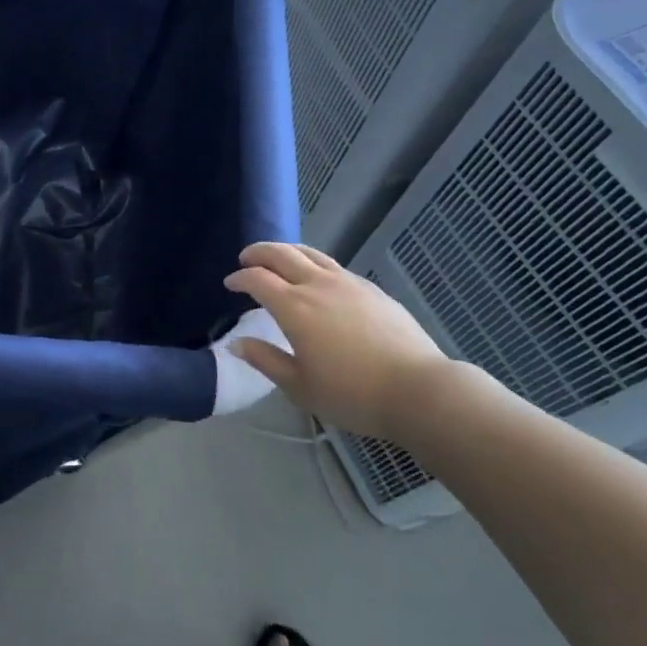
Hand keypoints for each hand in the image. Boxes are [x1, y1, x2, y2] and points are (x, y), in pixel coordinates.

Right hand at [224, 243, 453, 435]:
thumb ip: (266, 360)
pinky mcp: (370, 288)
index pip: (257, 279)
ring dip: (286, 251)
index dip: (240, 278)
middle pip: (281, 254)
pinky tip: (317, 278)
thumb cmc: (352, 394)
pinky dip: (313, 263)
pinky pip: (332, 265)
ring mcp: (347, 282)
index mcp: (294, 307)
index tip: (230, 284)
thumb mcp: (300, 387)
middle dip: (258, 253)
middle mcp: (317, 285)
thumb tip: (236, 343)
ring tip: (277, 259)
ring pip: (309, 253)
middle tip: (246, 259)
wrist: (417, 389)